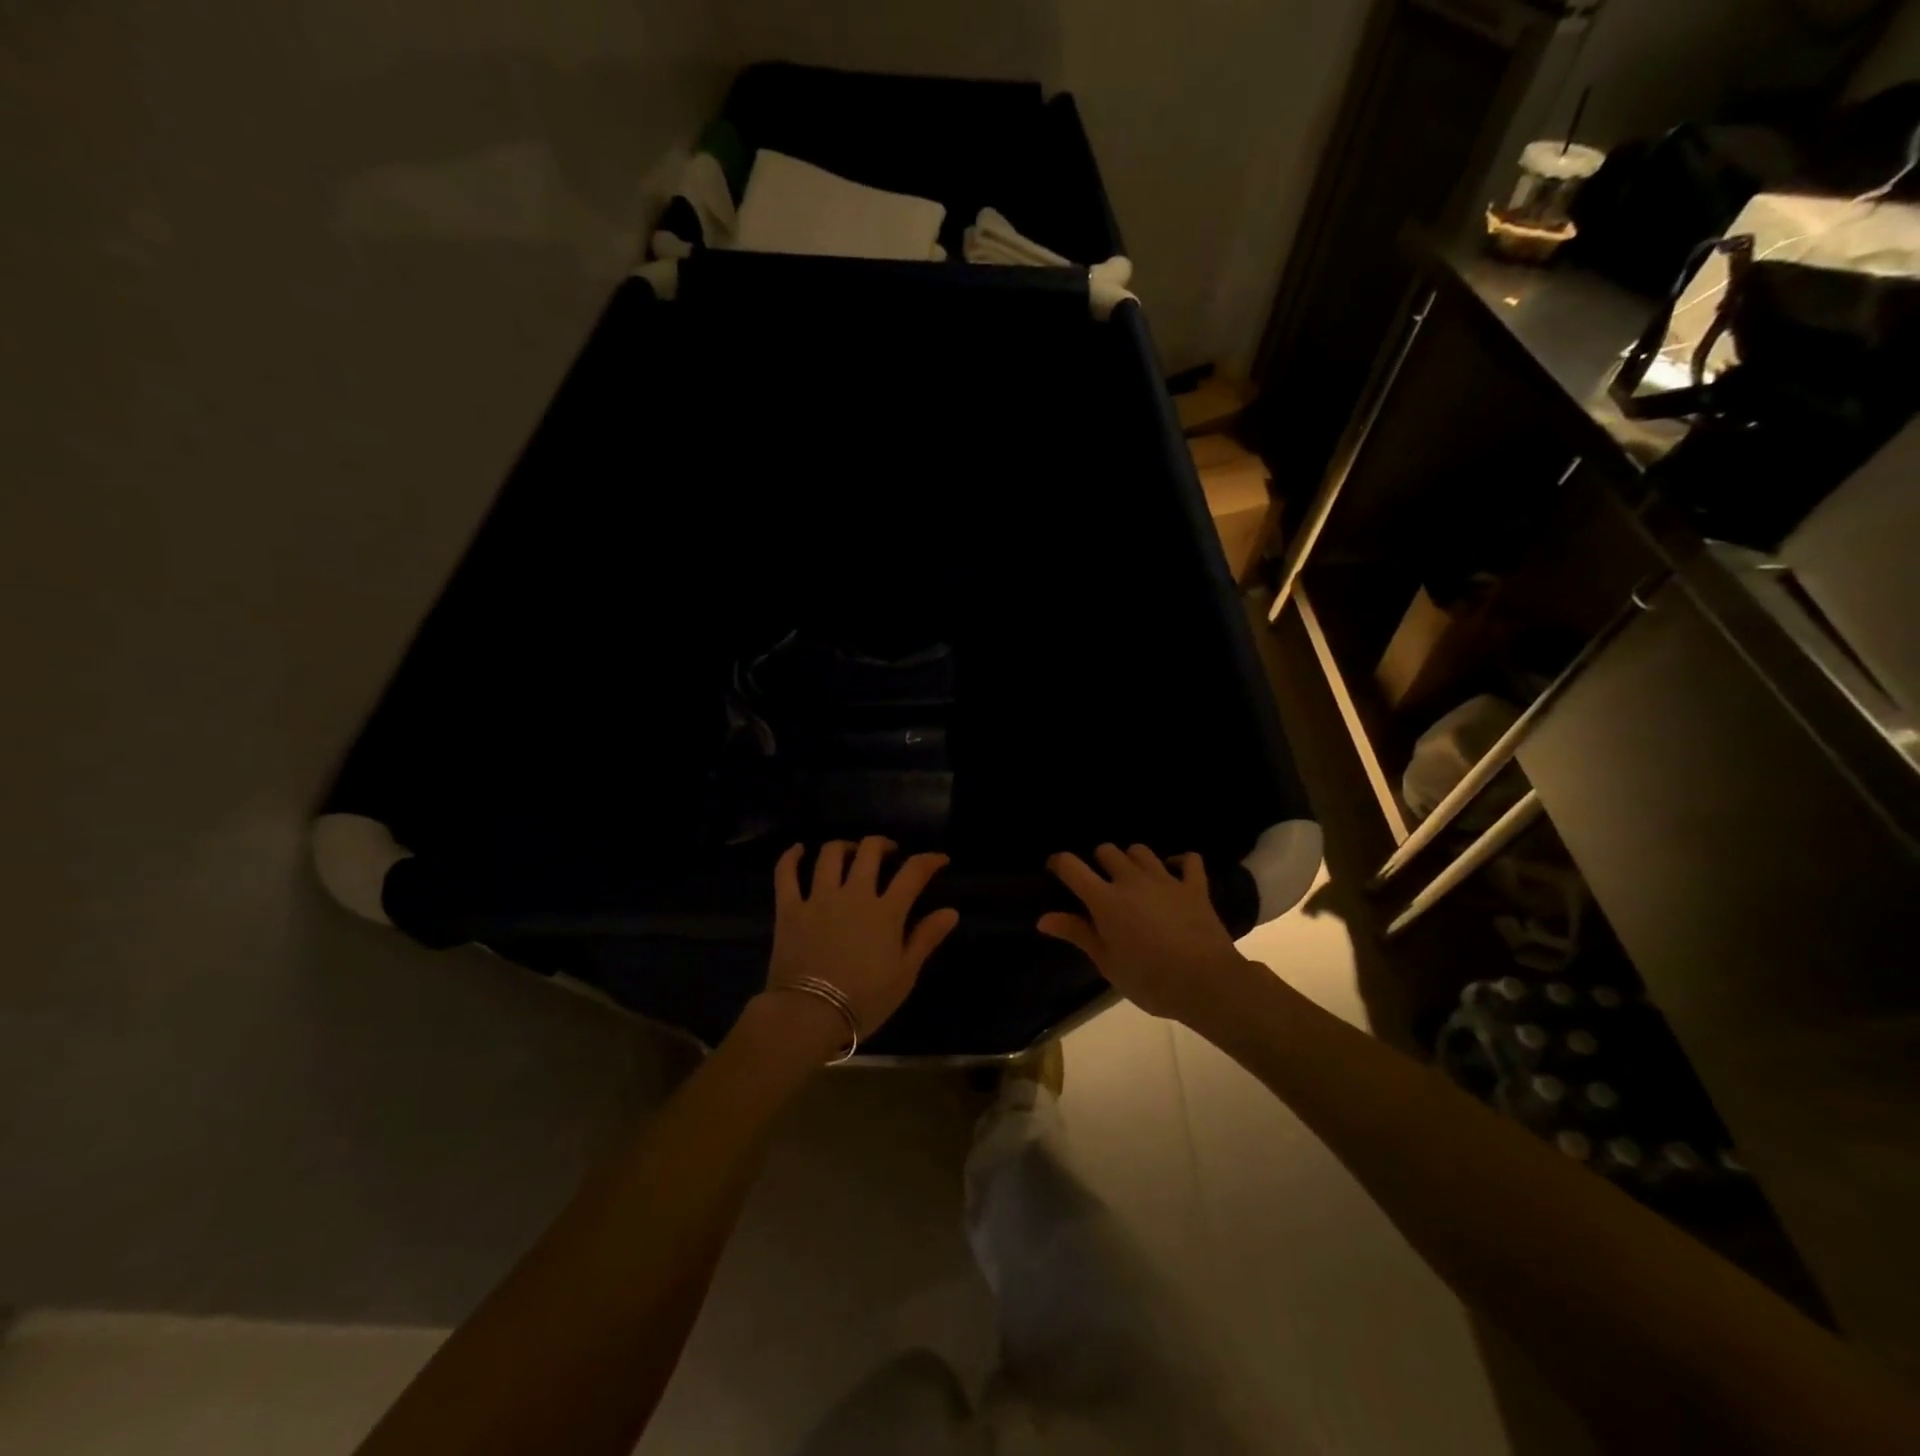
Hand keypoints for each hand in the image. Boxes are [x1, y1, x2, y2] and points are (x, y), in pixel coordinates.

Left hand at [763, 838, 959, 1048]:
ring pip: (831, 854)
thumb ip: (926, 938)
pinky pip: (786, 874)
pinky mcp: (789, 908)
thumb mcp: (905, 974)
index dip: (929, 860)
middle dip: (883, 845)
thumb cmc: (864, 1000)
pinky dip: (791, 857)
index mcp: (886, 911)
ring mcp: (818, 898)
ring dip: (844, 846)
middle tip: (889, 853)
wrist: (809, 1014)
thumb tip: (951, 911)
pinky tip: (799, 850)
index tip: (939, 859)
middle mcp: (854, 894)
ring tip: (850, 851)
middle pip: (870, 851)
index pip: (913, 872)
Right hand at [1039, 844, 1257, 1025]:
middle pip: (1106, 850)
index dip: (1059, 863)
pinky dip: (1180, 862)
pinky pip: (1189, 860)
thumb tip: (1043, 919)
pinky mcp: (1195, 886)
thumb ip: (1077, 933)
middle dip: (1098, 861)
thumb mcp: (1107, 962)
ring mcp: (1166, 879)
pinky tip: (1175, 872)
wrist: (1206, 982)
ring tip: (1133, 878)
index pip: (1071, 866)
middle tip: (1100, 884)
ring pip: (1141, 851)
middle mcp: (1131, 880)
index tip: (1056, 871)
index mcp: (1105, 900)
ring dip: (1132, 860)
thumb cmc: (1149, 979)